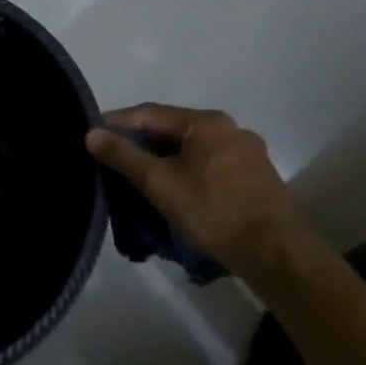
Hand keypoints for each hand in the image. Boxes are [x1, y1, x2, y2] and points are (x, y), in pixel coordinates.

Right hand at [85, 105, 305, 271]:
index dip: (117, 122)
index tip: (92, 133)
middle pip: (173, 130)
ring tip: (140, 176)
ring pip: (193, 150)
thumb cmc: (212, 210)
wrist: (275, 252)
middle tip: (111, 157)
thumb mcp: (159, 182)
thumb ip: (123, 155)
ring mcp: (248, 154)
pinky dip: (186, 172)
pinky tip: (176, 190)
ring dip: (164, 159)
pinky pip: (210, 166)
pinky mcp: (256, 179)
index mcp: (207, 122)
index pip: (150, 113)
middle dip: (141, 142)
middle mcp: (231, 129)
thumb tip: (90, 133)